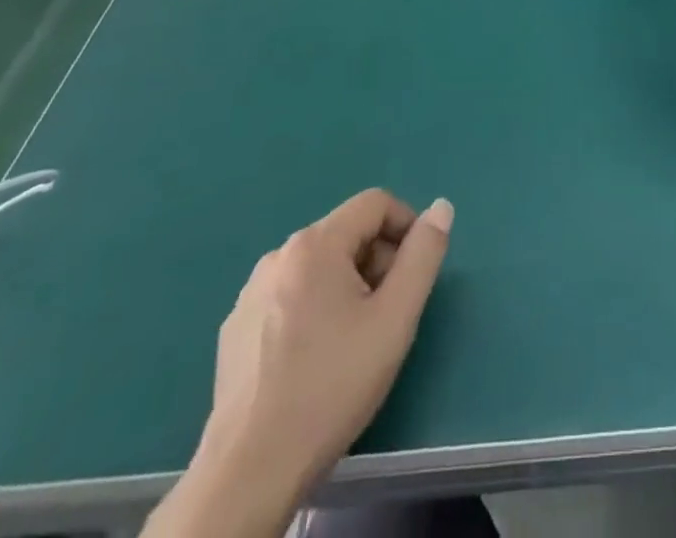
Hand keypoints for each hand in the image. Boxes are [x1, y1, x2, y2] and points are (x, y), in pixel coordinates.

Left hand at [149, 190, 452, 537]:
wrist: (249, 472)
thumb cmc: (332, 386)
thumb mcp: (395, 318)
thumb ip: (423, 256)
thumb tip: (441, 208)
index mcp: (315, 244)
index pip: (375, 203)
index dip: (406, 227)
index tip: (414, 274)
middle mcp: (279, 255)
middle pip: (347, 234)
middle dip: (377, 262)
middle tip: (388, 313)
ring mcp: (250, 293)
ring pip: (318, 266)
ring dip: (347, 286)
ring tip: (354, 340)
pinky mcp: (234, 329)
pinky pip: (289, 296)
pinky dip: (313, 309)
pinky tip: (314, 360)